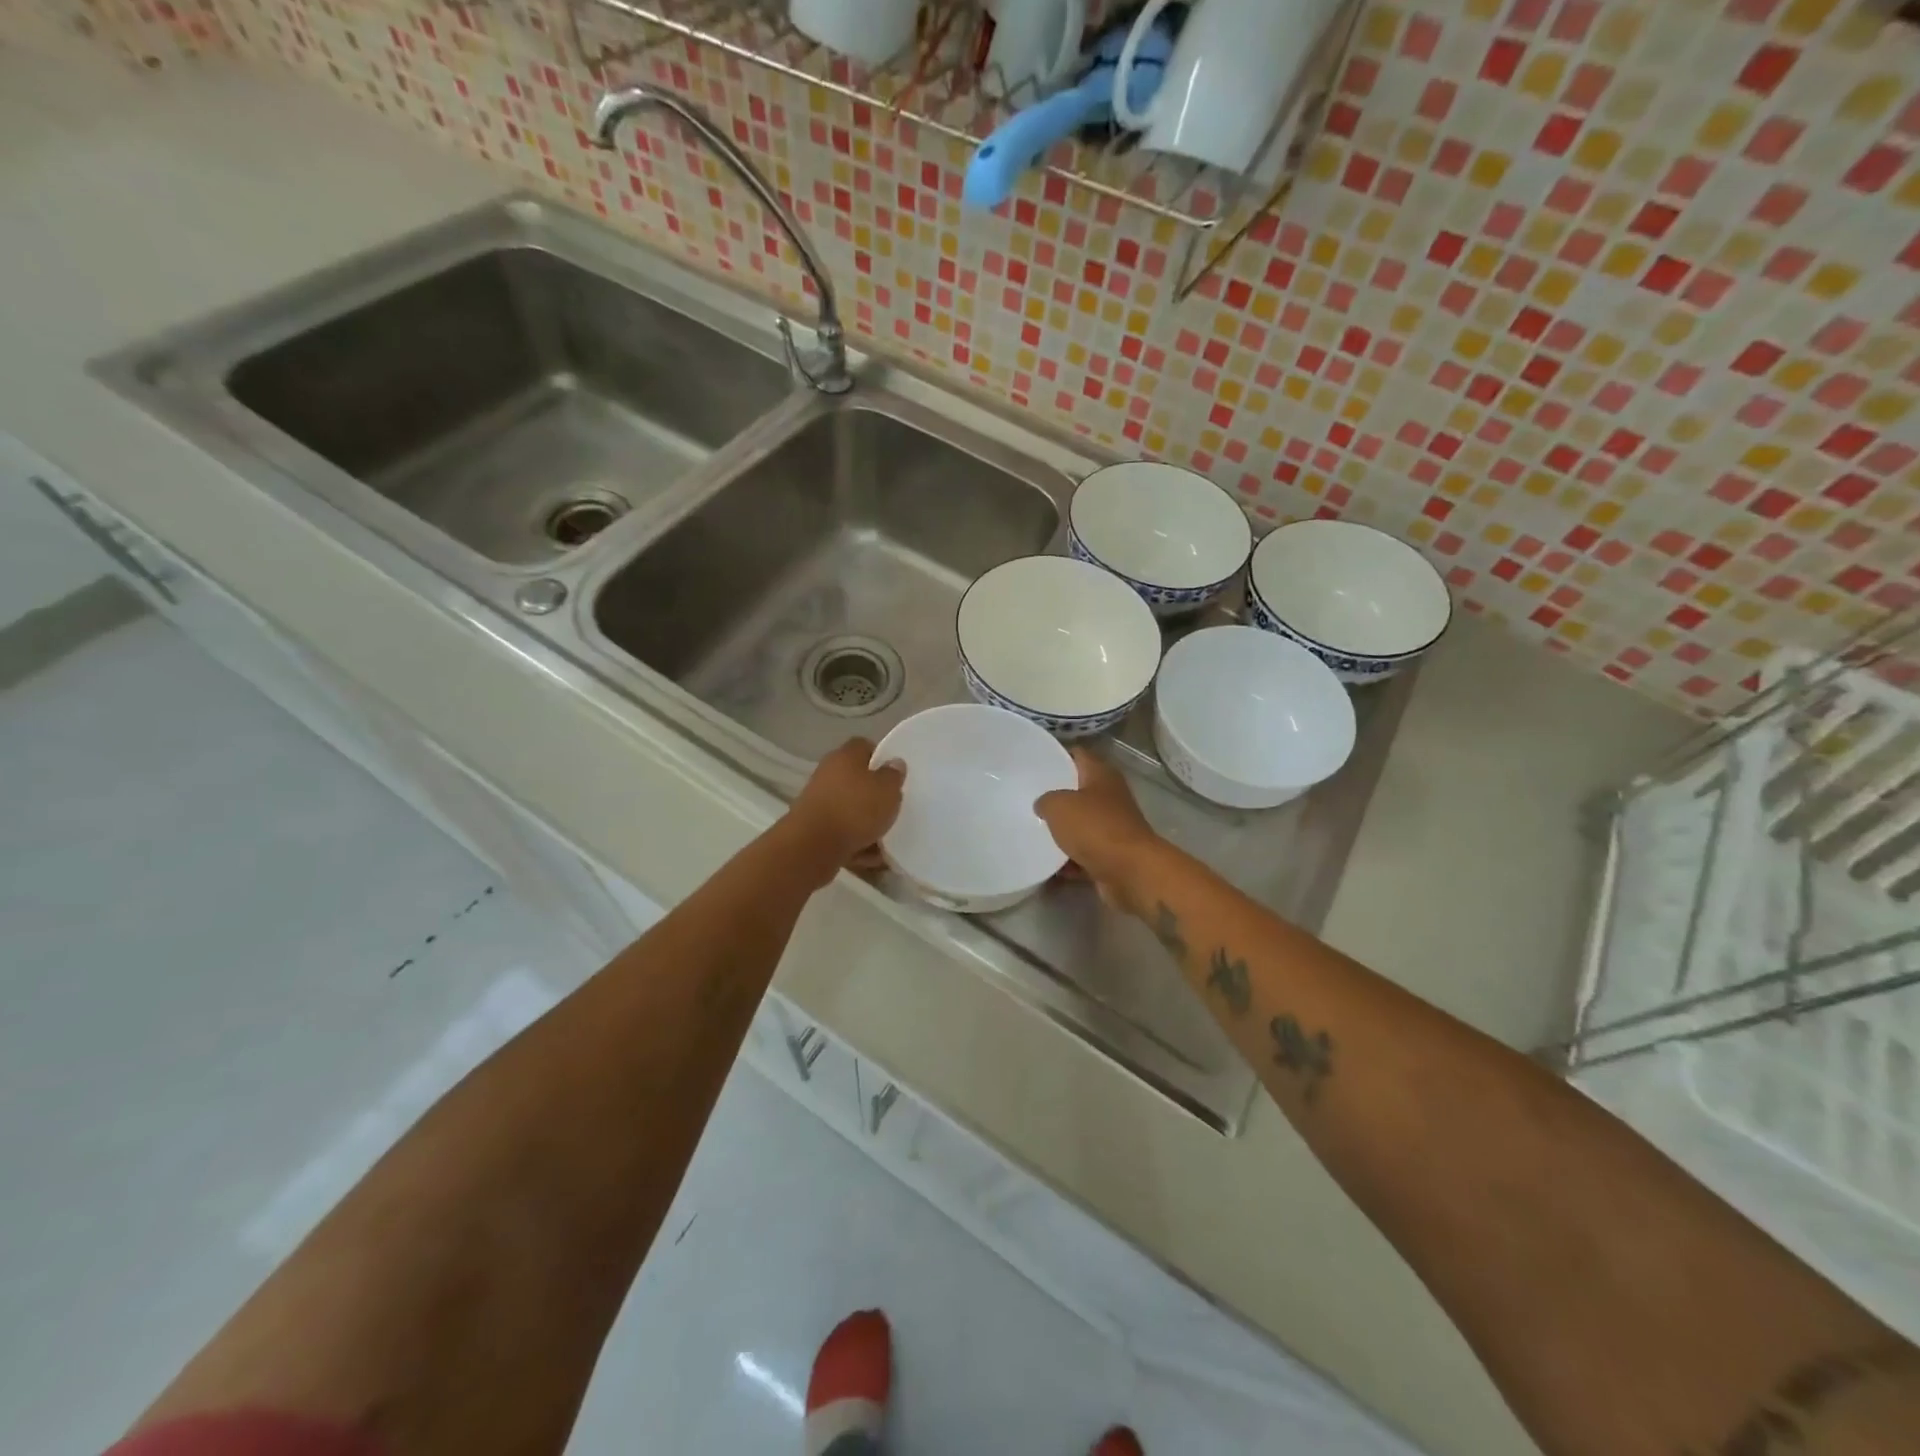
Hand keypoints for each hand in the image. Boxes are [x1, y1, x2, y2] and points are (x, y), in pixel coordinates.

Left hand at [786, 737, 905, 875]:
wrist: (812, 846)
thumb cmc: (855, 809)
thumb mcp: (887, 789)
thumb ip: (893, 775)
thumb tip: (894, 763)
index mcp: (846, 756)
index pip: (864, 746)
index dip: (880, 758)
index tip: (894, 775)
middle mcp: (828, 773)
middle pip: (856, 779)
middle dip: (874, 795)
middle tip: (892, 807)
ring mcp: (817, 801)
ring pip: (849, 808)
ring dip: (865, 823)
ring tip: (884, 840)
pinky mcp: (812, 828)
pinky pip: (841, 832)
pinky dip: (854, 843)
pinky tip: (868, 857)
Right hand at [1034, 747, 1160, 911]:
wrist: (1130, 872)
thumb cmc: (1095, 828)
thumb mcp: (1058, 805)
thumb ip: (1045, 800)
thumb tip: (1043, 805)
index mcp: (1101, 774)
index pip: (1077, 755)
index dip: (1057, 755)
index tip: (1034, 761)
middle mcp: (1110, 797)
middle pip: (1078, 791)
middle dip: (1054, 796)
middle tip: (1026, 798)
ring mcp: (1112, 827)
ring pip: (1079, 824)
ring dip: (1060, 831)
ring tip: (1030, 831)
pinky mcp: (1110, 855)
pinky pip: (1082, 854)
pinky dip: (1066, 860)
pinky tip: (1045, 864)